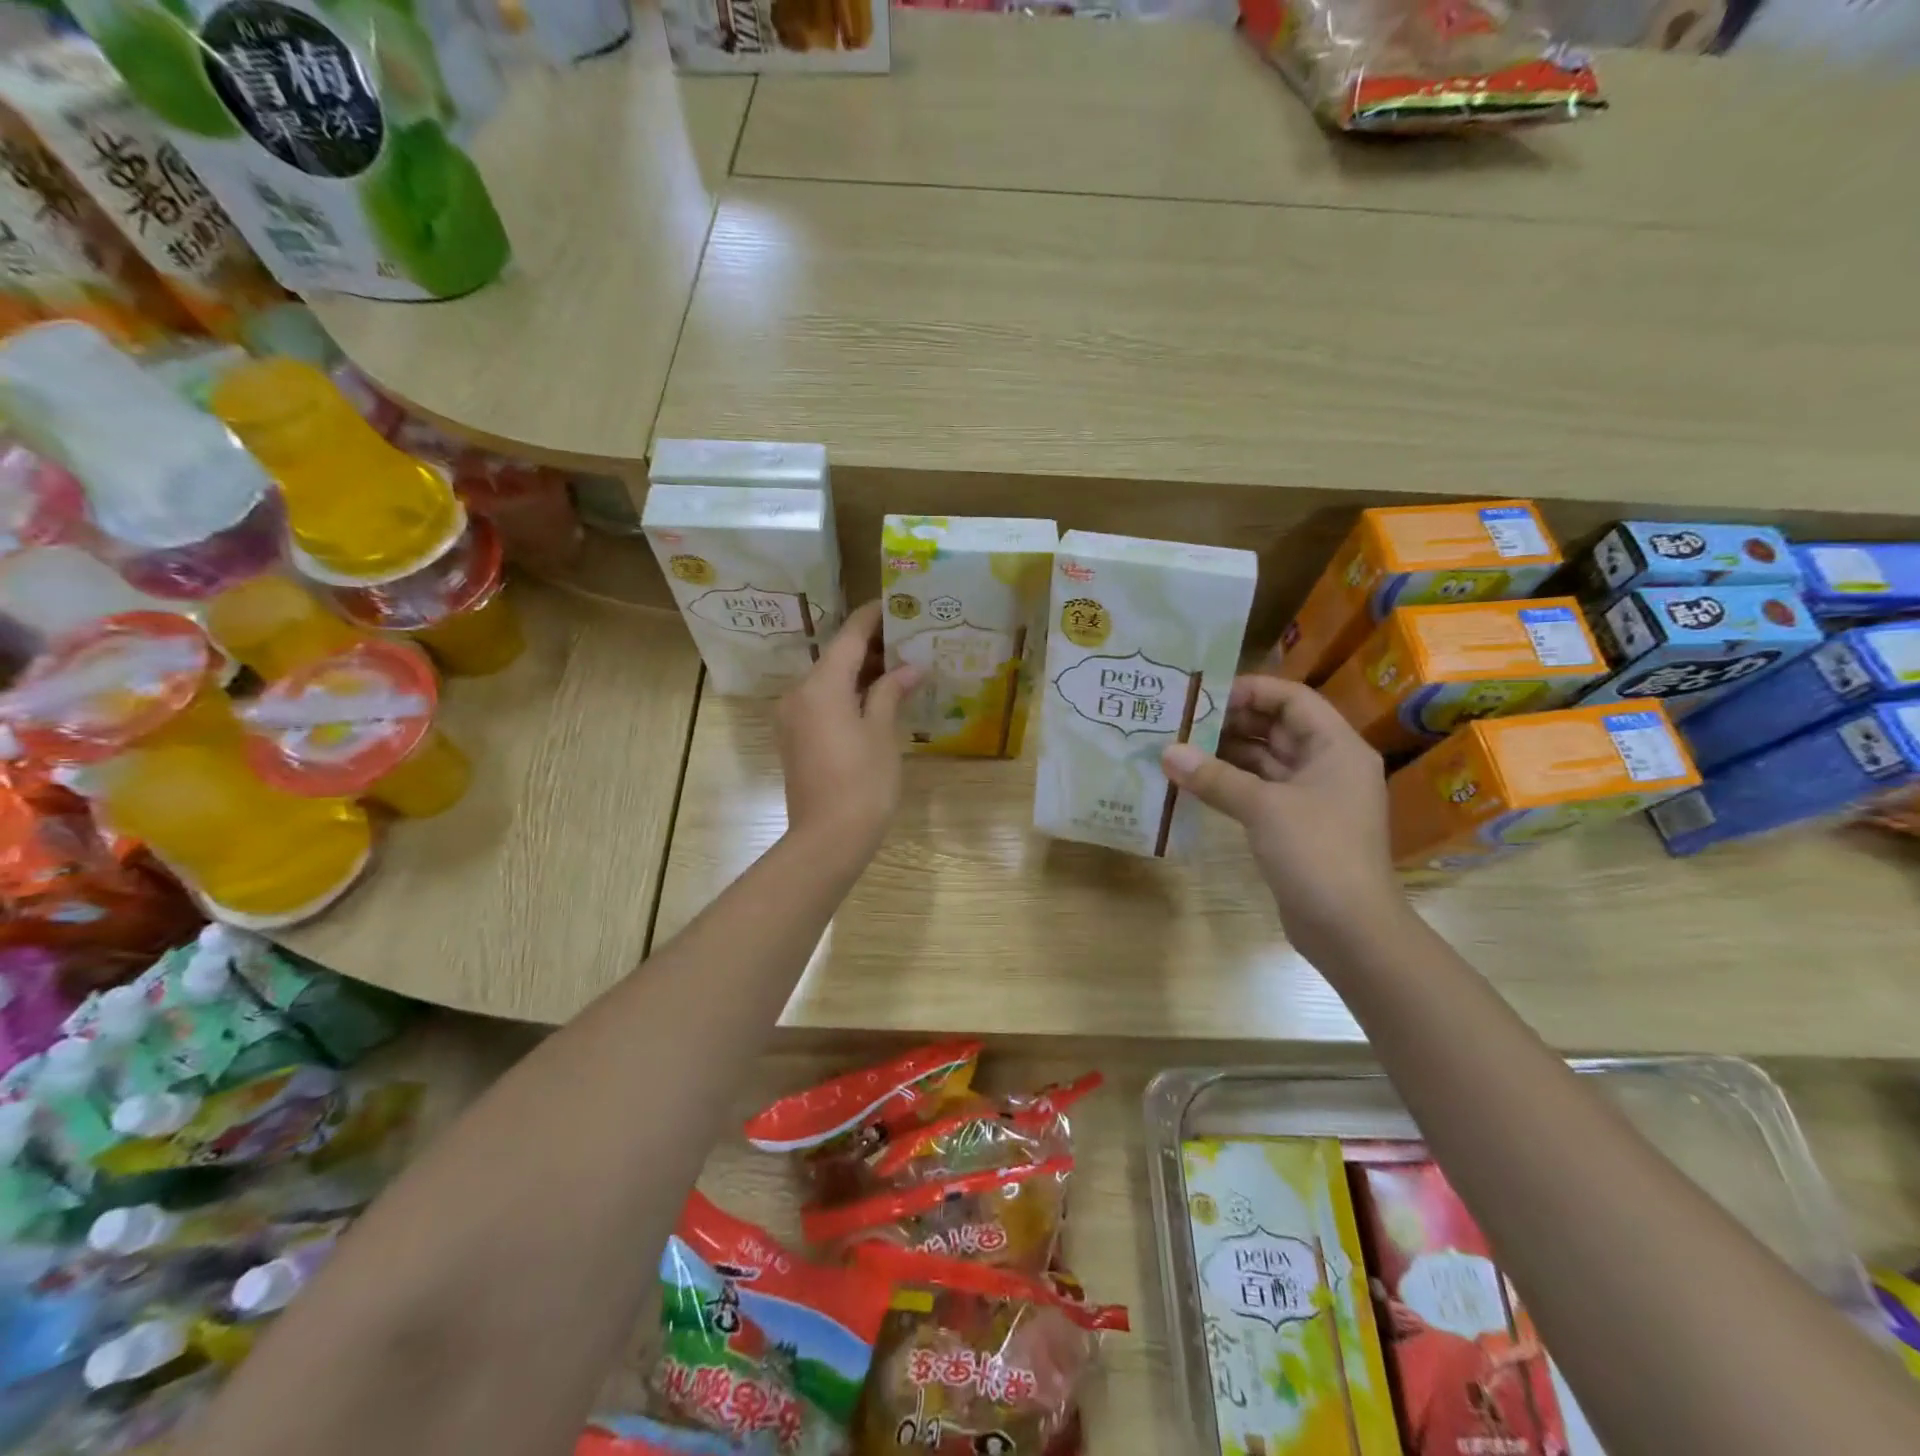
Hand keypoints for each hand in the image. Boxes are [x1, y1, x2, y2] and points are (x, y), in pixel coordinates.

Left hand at [776, 601, 919, 855]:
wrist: (827, 839)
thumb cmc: (862, 783)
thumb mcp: (882, 733)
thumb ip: (891, 692)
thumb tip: (909, 669)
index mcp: (821, 686)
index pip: (849, 636)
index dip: (873, 617)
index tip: (897, 603)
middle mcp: (799, 693)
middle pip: (836, 657)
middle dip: (872, 647)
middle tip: (910, 639)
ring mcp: (793, 717)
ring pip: (829, 681)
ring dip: (861, 672)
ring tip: (901, 667)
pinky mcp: (795, 738)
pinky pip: (822, 702)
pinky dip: (848, 694)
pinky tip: (877, 698)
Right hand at [1161, 675, 1403, 948]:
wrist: (1350, 929)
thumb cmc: (1317, 853)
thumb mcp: (1263, 808)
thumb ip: (1214, 776)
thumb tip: (1167, 752)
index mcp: (1336, 747)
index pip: (1292, 699)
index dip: (1250, 691)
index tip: (1204, 695)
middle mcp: (1328, 765)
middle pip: (1277, 728)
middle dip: (1230, 722)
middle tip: (1182, 720)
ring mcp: (1313, 797)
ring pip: (1265, 761)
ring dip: (1226, 755)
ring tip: (1179, 748)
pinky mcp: (1297, 825)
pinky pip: (1260, 791)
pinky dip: (1231, 784)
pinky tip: (1194, 783)